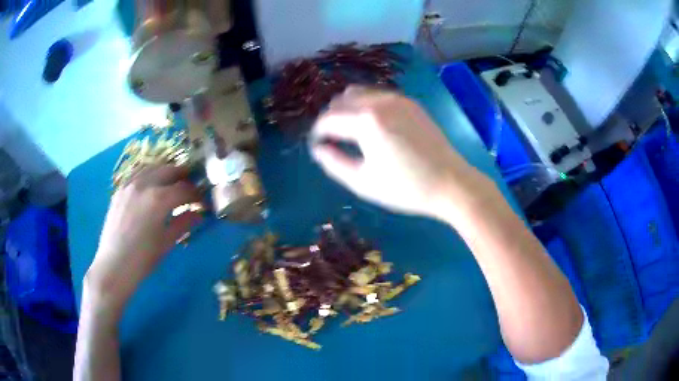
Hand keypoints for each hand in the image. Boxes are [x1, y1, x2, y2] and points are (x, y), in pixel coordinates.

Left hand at [86, 165, 202, 313]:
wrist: (114, 265)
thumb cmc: (143, 258)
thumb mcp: (167, 242)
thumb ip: (183, 223)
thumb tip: (198, 214)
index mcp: (159, 199)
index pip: (184, 189)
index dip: (196, 194)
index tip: (202, 200)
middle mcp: (144, 185)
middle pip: (169, 170)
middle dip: (183, 176)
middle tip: (190, 187)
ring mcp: (129, 185)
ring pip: (152, 168)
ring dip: (165, 172)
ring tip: (172, 183)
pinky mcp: (120, 190)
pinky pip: (137, 175)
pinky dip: (149, 176)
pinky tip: (151, 186)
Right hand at [310, 87, 486, 219]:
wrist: (451, 183)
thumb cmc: (406, 188)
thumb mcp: (362, 182)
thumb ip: (333, 162)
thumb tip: (318, 148)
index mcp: (366, 120)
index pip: (328, 119)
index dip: (317, 132)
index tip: (317, 145)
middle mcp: (380, 101)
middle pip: (341, 99)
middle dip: (331, 117)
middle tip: (332, 139)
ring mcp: (397, 99)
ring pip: (360, 92)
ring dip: (348, 107)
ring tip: (350, 131)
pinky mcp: (410, 103)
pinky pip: (379, 95)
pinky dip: (367, 105)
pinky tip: (374, 126)